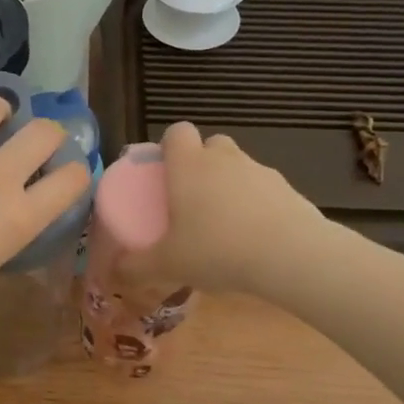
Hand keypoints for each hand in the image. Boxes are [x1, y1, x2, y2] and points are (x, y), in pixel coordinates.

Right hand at [122, 121, 326, 294]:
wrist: (290, 255)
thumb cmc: (217, 250)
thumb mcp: (168, 264)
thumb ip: (136, 266)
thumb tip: (114, 272)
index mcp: (189, 165)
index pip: (177, 131)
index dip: (170, 146)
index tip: (165, 172)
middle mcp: (224, 158)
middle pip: (211, 145)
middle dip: (202, 164)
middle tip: (193, 199)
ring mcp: (260, 170)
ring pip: (239, 166)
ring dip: (230, 185)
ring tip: (225, 225)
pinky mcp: (289, 189)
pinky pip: (265, 189)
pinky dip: (257, 204)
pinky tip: (255, 237)